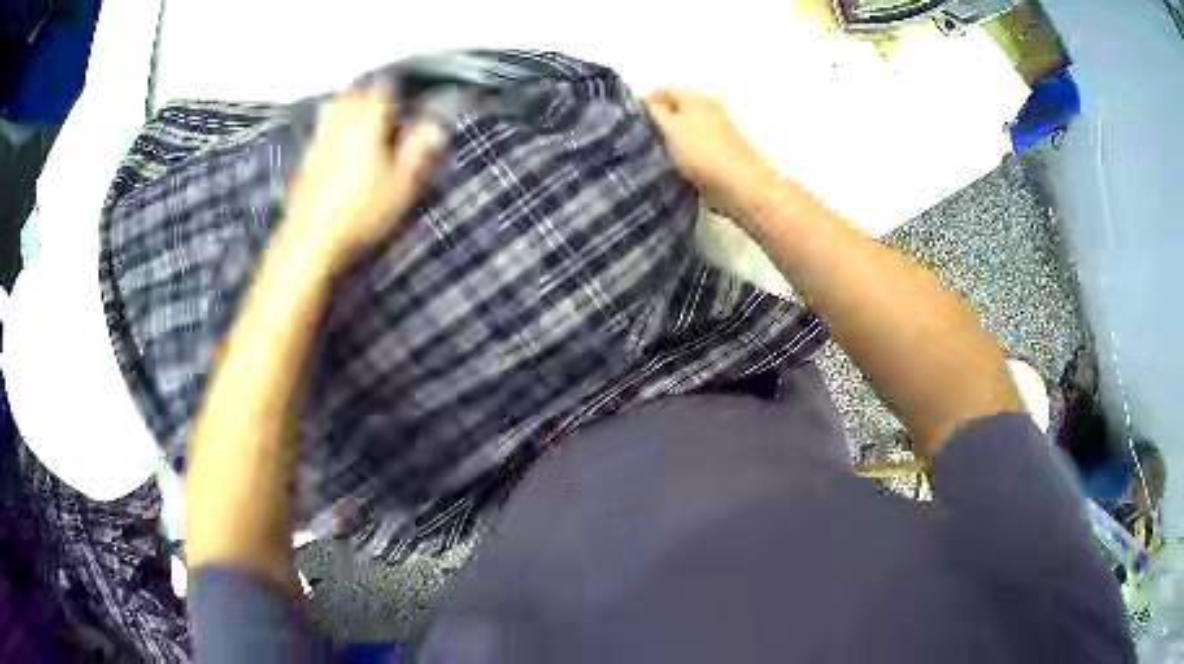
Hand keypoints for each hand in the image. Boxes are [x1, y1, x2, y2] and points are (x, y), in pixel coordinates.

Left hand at [283, 85, 445, 266]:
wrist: (312, 241)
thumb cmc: (360, 213)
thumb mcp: (402, 185)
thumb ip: (419, 151)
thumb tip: (435, 127)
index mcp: (368, 123)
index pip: (383, 89)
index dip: (397, 89)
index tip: (407, 95)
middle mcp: (340, 124)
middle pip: (354, 93)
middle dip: (369, 92)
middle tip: (384, 101)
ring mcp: (319, 141)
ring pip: (333, 108)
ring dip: (348, 106)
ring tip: (360, 116)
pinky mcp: (305, 161)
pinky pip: (321, 131)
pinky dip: (332, 129)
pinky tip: (338, 145)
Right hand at [645, 88, 776, 214]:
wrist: (740, 185)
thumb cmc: (702, 152)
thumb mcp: (671, 127)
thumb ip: (656, 112)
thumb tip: (647, 103)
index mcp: (695, 98)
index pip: (665, 90)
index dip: (646, 102)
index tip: (630, 120)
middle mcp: (708, 109)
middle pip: (676, 108)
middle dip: (658, 120)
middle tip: (640, 137)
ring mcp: (717, 131)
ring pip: (685, 127)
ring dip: (670, 137)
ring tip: (653, 152)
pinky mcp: (720, 152)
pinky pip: (694, 146)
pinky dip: (682, 151)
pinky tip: (673, 165)